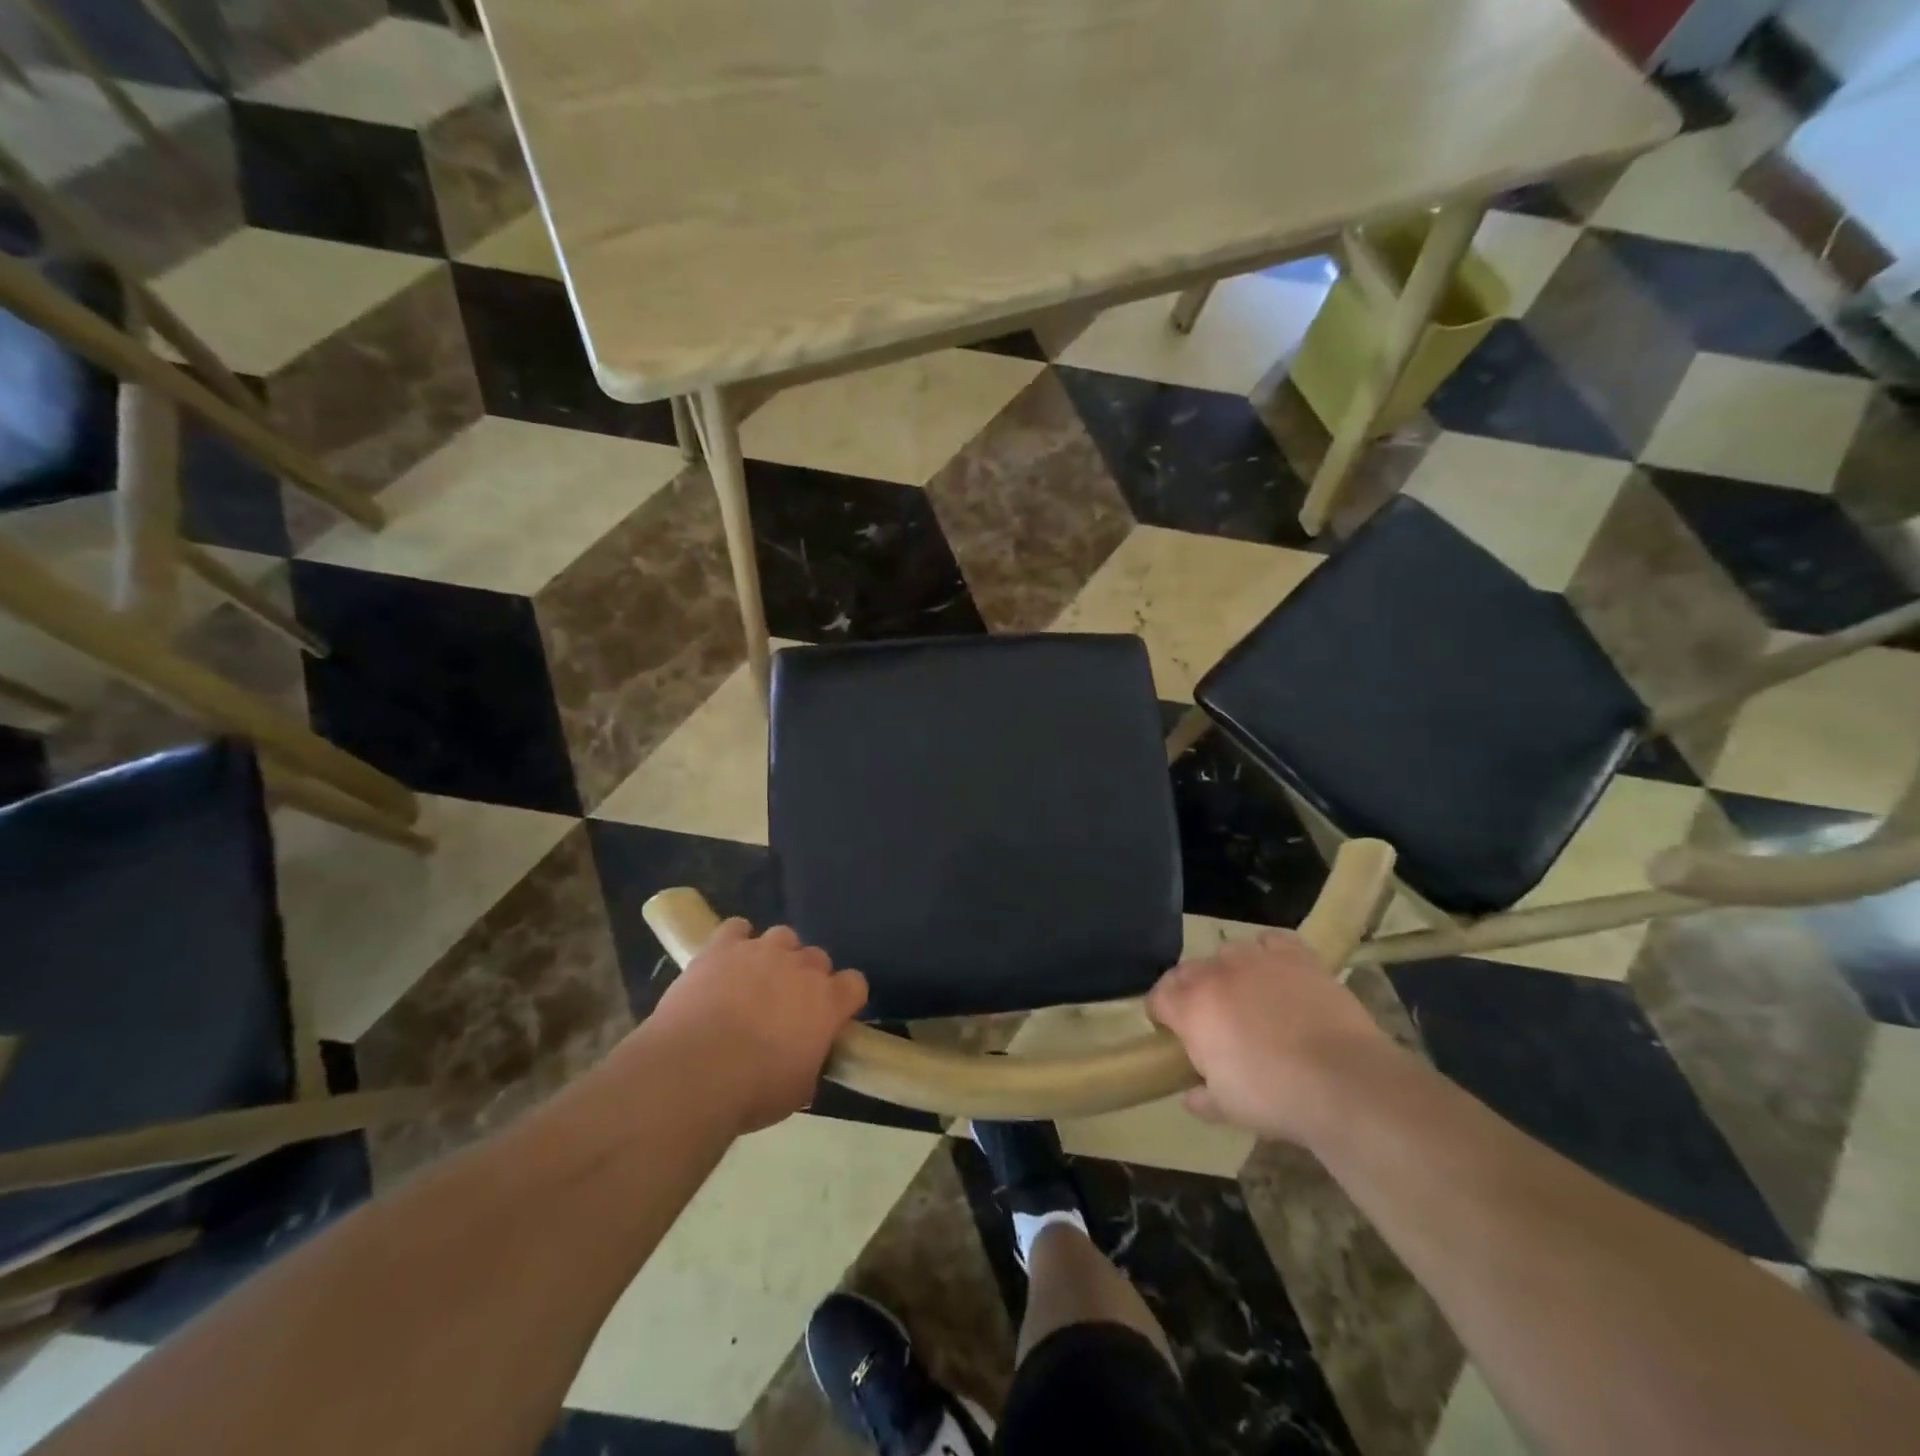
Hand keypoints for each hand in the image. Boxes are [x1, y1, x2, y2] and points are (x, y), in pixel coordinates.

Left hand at [645, 920, 867, 1133]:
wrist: (694, 1070)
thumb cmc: (753, 1090)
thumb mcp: (797, 1090)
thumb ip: (810, 1061)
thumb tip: (805, 1054)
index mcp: (828, 1002)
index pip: (854, 984)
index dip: (844, 999)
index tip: (831, 1017)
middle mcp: (800, 967)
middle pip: (817, 958)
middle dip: (808, 977)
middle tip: (788, 1006)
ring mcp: (761, 951)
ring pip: (782, 936)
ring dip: (775, 955)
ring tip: (756, 980)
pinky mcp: (722, 946)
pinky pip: (736, 929)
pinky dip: (735, 940)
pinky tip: (726, 960)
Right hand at [1147, 929, 1395, 1144]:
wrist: (1346, 1083)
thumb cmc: (1276, 1098)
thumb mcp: (1228, 1108)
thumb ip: (1202, 1096)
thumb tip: (1191, 1095)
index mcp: (1191, 1007)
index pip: (1158, 997)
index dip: (1162, 1015)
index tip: (1172, 1034)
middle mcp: (1216, 972)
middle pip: (1188, 971)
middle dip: (1192, 992)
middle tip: (1211, 1023)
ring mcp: (1257, 958)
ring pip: (1227, 953)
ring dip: (1228, 972)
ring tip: (1247, 998)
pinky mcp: (1296, 954)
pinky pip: (1270, 941)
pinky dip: (1267, 953)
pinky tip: (1276, 974)